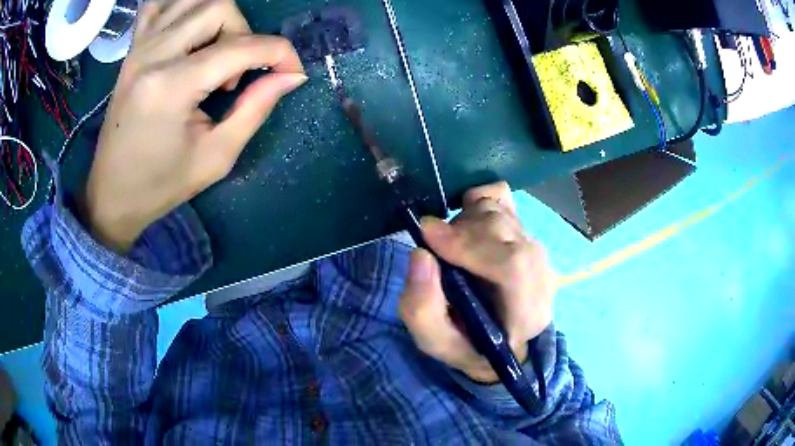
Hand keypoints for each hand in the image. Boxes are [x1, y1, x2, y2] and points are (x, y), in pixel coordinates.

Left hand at [84, 0, 306, 252]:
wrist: (111, 194)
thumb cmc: (160, 184)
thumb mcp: (215, 157)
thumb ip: (255, 109)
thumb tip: (291, 76)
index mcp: (172, 86)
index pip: (241, 47)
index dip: (279, 54)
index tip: (292, 72)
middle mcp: (153, 55)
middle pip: (219, 8)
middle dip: (244, 34)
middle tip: (235, 74)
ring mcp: (139, 47)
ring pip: (195, 0)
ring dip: (218, 18)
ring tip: (213, 52)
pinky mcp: (132, 49)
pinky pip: (159, 4)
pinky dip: (182, 5)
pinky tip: (189, 27)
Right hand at [400, 182, 556, 382]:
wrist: (500, 337)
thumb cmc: (469, 345)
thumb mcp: (435, 341)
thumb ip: (422, 307)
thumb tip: (421, 253)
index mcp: (528, 313)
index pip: (513, 266)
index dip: (471, 244)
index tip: (428, 235)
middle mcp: (541, 274)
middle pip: (503, 230)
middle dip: (459, 232)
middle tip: (433, 246)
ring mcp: (536, 247)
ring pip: (498, 211)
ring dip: (464, 222)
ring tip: (451, 248)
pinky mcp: (526, 230)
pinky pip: (501, 197)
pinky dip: (476, 200)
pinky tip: (466, 224)